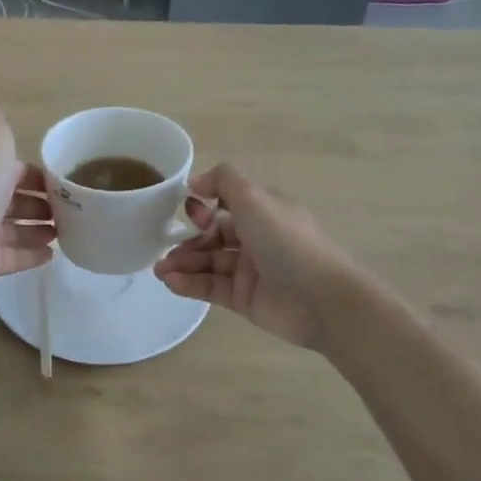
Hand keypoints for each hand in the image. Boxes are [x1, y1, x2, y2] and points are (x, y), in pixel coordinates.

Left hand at [0, 100, 55, 289]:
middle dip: (40, 204)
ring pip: (15, 230)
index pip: (13, 170)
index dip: (36, 175)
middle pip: (15, 201)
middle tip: (70, 211)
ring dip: (39, 230)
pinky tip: (53, 255)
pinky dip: (32, 256)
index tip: (63, 182)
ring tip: (66, 233)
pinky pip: (13, 258)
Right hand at [154, 164, 355, 350]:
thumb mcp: (255, 198)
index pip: (226, 205)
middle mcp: (257, 239)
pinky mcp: (244, 299)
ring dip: (183, 264)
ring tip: (160, 270)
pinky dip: (189, 284)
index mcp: (264, 212)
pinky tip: (171, 282)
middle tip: (164, 251)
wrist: (320, 299)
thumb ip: (223, 180)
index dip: (204, 208)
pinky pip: (211, 288)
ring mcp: (250, 271)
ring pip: (209, 263)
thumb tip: (196, 181)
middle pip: (213, 236)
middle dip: (187, 242)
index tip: (186, 211)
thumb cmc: (286, 241)